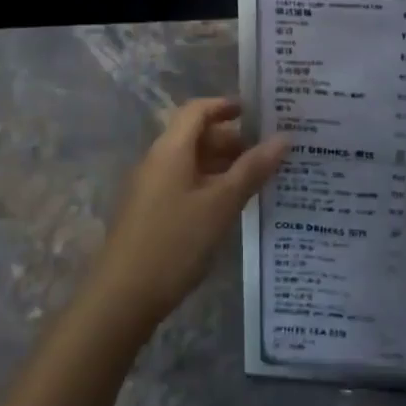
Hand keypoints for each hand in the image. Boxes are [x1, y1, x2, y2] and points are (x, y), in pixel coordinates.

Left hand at [89, 98, 288, 330]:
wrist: (121, 299)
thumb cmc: (174, 242)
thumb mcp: (221, 204)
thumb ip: (252, 169)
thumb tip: (284, 137)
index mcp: (170, 149)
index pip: (198, 110)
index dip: (226, 105)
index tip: (258, 112)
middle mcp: (158, 161)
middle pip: (196, 136)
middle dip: (233, 140)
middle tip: (270, 151)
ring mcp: (151, 189)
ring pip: (192, 163)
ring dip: (224, 165)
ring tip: (260, 178)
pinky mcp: (151, 214)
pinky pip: (185, 185)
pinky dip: (211, 185)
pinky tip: (233, 206)